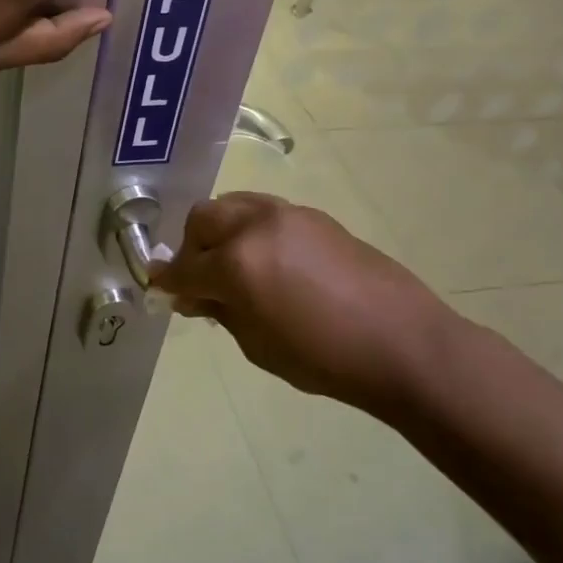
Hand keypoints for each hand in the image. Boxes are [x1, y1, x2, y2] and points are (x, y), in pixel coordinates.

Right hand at [153, 193, 469, 415]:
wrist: (403, 343)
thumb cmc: (324, 358)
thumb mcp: (257, 344)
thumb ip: (220, 311)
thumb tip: (194, 296)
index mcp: (236, 263)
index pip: (184, 268)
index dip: (167, 281)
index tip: (159, 289)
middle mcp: (255, 226)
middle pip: (202, 219)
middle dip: (191, 247)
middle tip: (199, 278)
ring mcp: (287, 215)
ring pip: (232, 204)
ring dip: (220, 230)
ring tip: (232, 262)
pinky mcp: (314, 216)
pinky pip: (264, 211)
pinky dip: (251, 229)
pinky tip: (268, 260)